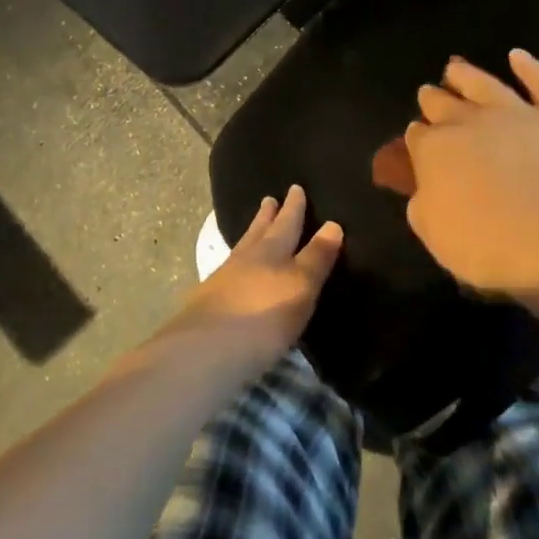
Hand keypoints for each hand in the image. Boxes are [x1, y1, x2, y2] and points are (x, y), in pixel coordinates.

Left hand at [164, 185, 342, 371]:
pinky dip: (236, 265)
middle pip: (258, 232)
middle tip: (269, 199)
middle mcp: (245, 259)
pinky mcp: (207, 304)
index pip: (287, 223)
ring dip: (251, 237)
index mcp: (271, 251)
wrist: (206, 351)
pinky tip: (233, 273)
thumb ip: (316, 257)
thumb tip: (332, 224)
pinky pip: (227, 273)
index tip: (295, 188)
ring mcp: (222, 281)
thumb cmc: (264, 316)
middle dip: (267, 217)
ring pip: (241, 250)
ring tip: (254, 229)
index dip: (293, 208)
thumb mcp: (301, 285)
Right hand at [393, 49, 538, 299]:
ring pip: (486, 85)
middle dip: (434, 99)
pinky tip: (518, 56)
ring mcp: (517, 112)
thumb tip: (425, 192)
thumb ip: (425, 208)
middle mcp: (470, 122)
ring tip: (456, 68)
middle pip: (445, 105)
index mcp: (435, 152)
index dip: (417, 137)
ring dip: (468, 75)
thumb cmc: (490, 244)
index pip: (419, 138)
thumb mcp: (437, 236)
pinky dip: (530, 67)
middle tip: (429, 92)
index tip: (417, 137)